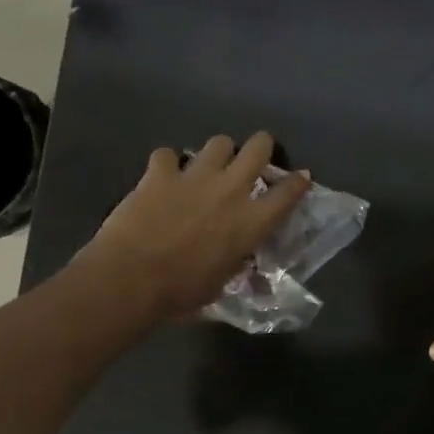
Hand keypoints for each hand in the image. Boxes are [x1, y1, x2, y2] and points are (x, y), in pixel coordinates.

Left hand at [78, 132, 310, 319]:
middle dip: (262, 146)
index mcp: (252, 222)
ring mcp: (195, 177)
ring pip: (219, 142)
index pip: (288, 193)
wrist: (131, 279)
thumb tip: (237, 258)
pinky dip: (167, 163)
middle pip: (258, 148)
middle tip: (256, 155)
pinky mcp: (159, 173)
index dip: (298, 182)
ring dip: (219, 152)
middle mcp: (230, 190)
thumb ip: (234, 261)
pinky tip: (163, 174)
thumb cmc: (182, 292)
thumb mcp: (222, 282)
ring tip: (210, 164)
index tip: (302, 176)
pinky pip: (167, 154)